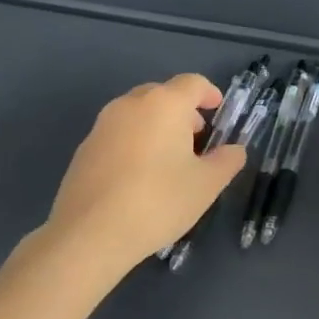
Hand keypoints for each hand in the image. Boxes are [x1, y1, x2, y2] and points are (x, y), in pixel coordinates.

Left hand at [43, 74, 247, 277]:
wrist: (88, 235)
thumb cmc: (157, 201)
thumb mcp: (206, 185)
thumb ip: (227, 161)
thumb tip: (234, 150)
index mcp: (165, 104)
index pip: (192, 83)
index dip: (209, 93)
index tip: (217, 110)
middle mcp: (131, 104)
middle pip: (163, 94)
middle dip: (182, 110)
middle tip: (195, 138)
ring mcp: (103, 125)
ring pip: (137, 113)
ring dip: (156, 125)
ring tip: (167, 159)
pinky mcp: (84, 148)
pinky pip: (118, 133)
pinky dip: (134, 142)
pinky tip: (138, 176)